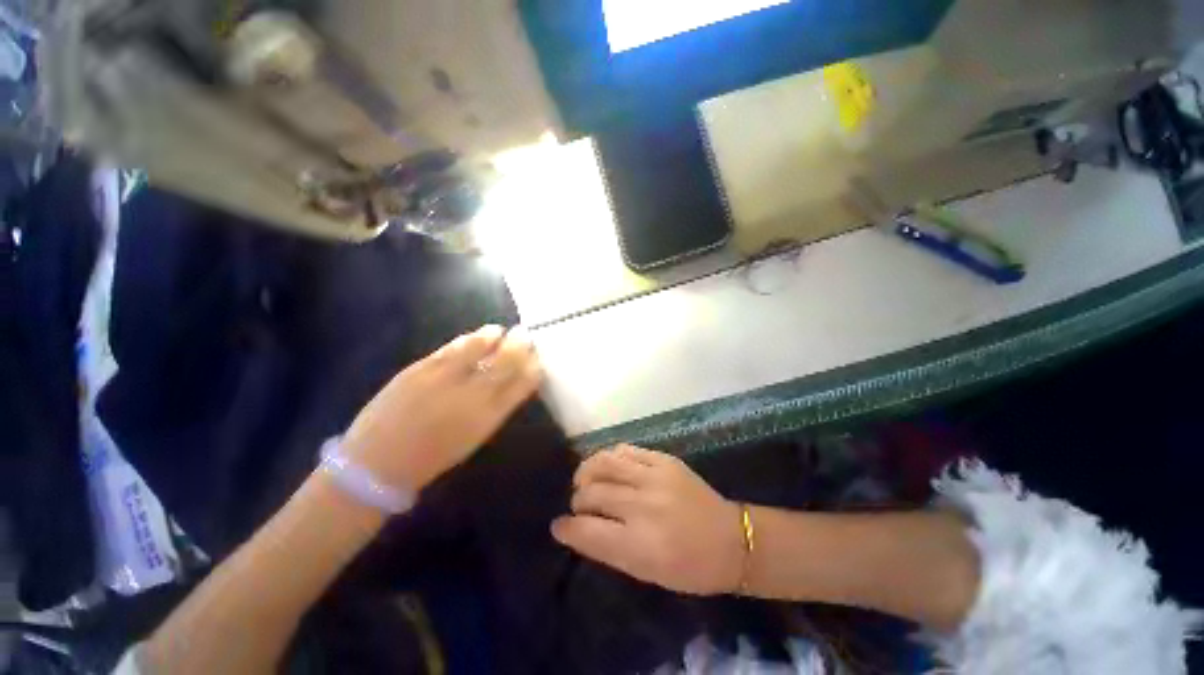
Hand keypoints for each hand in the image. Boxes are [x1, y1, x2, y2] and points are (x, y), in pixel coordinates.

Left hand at [342, 325, 541, 491]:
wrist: (378, 462)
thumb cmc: (432, 456)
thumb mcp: (474, 437)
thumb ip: (495, 408)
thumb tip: (511, 383)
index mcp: (488, 416)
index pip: (521, 385)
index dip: (533, 369)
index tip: (538, 359)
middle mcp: (471, 394)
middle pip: (505, 362)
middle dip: (520, 346)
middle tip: (526, 335)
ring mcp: (444, 378)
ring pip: (479, 348)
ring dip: (494, 336)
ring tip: (500, 330)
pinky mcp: (421, 368)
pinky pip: (452, 347)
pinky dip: (468, 339)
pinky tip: (475, 336)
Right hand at [552, 445, 744, 595]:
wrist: (731, 540)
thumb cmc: (688, 567)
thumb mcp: (645, 572)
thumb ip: (607, 549)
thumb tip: (573, 530)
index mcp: (639, 544)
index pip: (587, 530)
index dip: (566, 527)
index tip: (559, 526)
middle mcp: (643, 506)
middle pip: (593, 493)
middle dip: (578, 499)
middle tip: (578, 504)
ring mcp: (654, 477)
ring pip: (605, 463)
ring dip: (587, 471)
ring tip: (585, 479)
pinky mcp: (664, 460)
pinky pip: (626, 450)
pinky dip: (610, 457)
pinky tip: (608, 466)